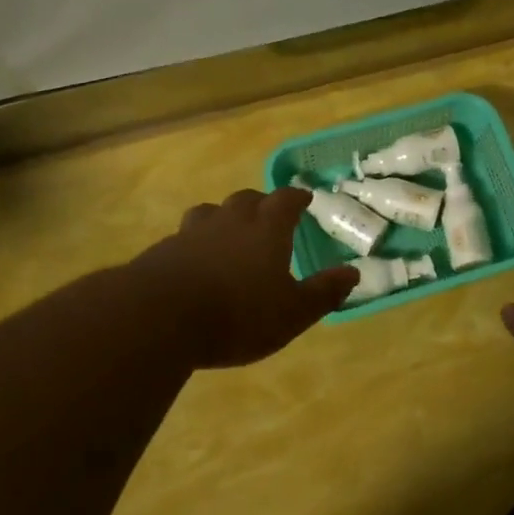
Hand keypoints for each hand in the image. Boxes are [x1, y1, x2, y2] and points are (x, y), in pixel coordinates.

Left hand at [131, 187, 359, 368]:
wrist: (160, 317)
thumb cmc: (238, 315)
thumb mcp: (292, 312)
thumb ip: (323, 292)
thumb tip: (353, 272)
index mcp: (266, 230)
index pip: (285, 200)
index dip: (296, 197)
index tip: (304, 197)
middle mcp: (229, 221)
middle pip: (246, 199)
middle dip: (260, 203)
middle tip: (268, 214)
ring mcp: (192, 233)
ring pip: (210, 212)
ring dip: (223, 216)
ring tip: (228, 231)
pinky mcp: (163, 251)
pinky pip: (184, 237)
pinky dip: (195, 242)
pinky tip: (195, 262)